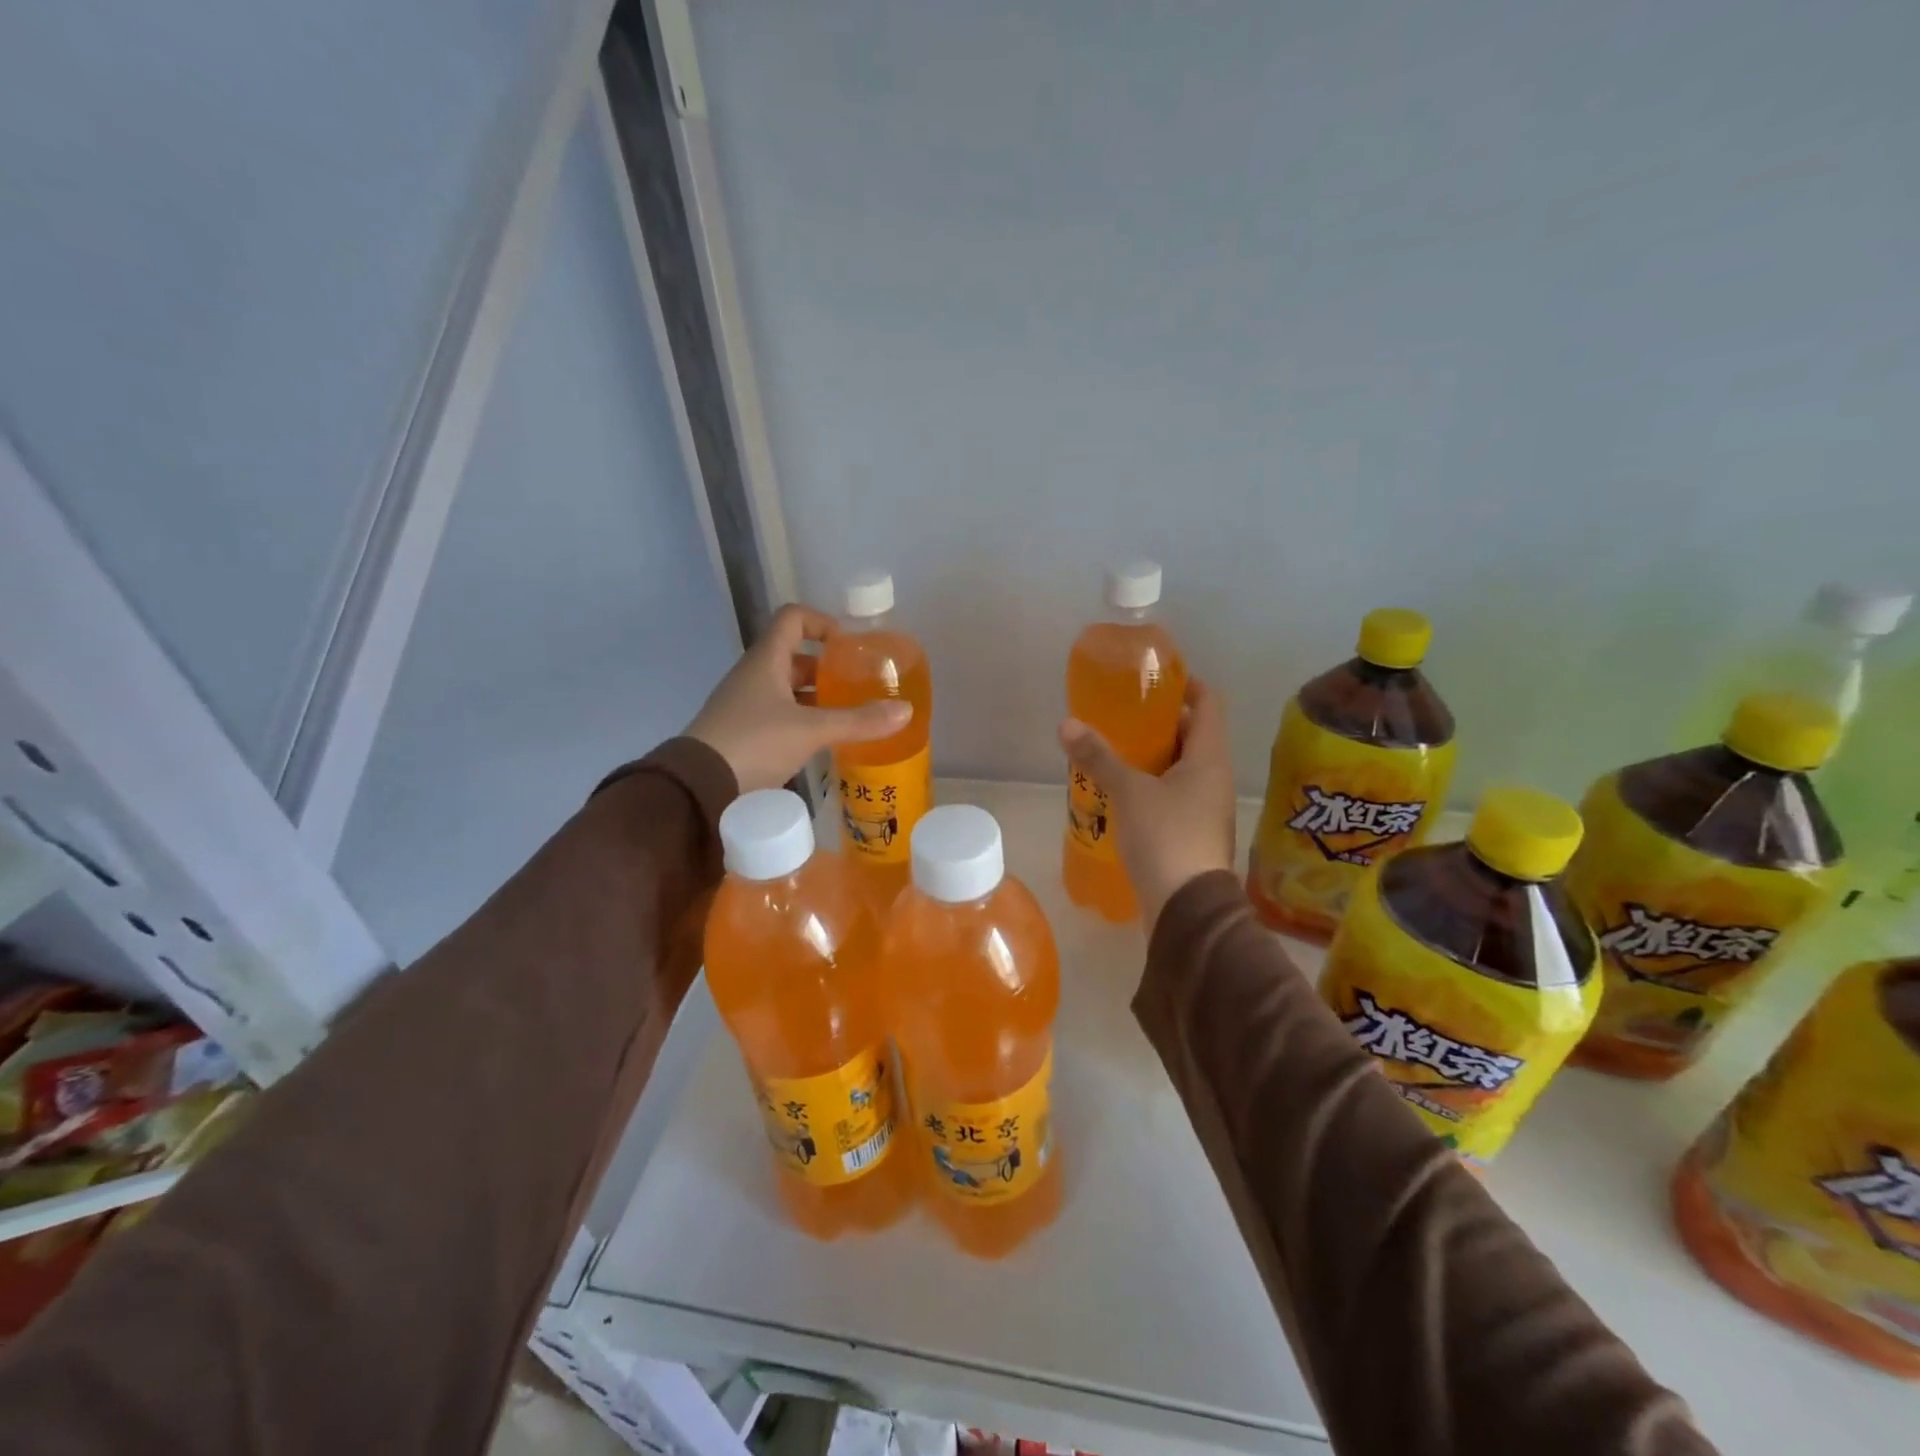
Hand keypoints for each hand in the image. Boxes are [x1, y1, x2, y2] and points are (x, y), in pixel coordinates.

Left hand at [688, 604, 910, 793]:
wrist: (698, 787)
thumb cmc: (754, 743)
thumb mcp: (811, 731)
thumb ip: (858, 721)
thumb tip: (906, 710)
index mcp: (766, 660)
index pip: (793, 618)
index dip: (822, 622)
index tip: (849, 645)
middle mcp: (753, 675)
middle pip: (794, 656)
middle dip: (826, 668)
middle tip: (857, 685)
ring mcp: (745, 704)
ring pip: (786, 688)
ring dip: (816, 696)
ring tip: (847, 714)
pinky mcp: (742, 732)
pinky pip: (778, 714)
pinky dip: (802, 719)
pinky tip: (822, 740)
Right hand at [1059, 678, 1236, 929]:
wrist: (1187, 909)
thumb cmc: (1165, 837)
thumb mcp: (1128, 791)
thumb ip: (1098, 757)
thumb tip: (1066, 725)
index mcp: (1209, 757)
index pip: (1208, 702)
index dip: (1186, 684)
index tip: (1154, 680)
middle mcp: (1214, 777)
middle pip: (1193, 734)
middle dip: (1159, 722)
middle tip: (1122, 716)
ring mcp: (1206, 807)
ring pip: (1181, 768)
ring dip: (1152, 756)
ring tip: (1114, 751)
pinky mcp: (1192, 833)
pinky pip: (1173, 796)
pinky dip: (1150, 786)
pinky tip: (1119, 792)